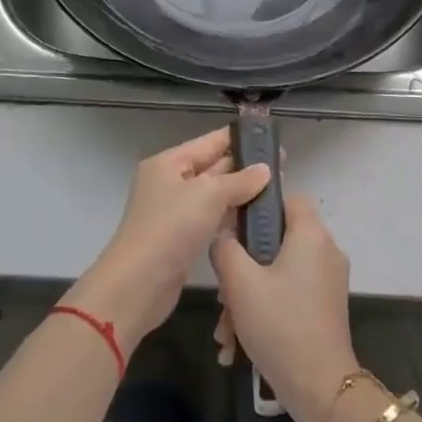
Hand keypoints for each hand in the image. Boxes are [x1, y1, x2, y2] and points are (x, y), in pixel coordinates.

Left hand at [66, 128, 269, 347]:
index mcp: (169, 163)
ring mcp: (175, 212)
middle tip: (283, 166)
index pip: (210, 142)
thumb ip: (239, 180)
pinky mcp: (182, 238)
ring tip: (277, 190)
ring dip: (241, 192)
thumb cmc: (171, 228)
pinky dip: (231, 216)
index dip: (240, 138)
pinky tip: (256, 217)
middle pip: (213, 167)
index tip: (270, 137)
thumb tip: (265, 170)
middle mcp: (170, 183)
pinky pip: (211, 218)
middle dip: (245, 167)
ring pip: (214, 195)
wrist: (139, 284)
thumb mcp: (208, 195)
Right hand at [211, 193, 356, 421]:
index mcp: (311, 234)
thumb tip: (223, 236)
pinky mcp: (325, 307)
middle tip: (222, 293)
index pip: (285, 198)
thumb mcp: (240, 283)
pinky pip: (289, 294)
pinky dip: (264, 310)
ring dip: (247, 296)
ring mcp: (327, 281)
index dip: (256, 206)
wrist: (320, 389)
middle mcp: (325, 250)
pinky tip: (237, 345)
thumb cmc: (280, 325)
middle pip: (276, 240)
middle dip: (242, 266)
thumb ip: (225, 248)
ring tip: (225, 330)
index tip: (230, 228)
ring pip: (278, 272)